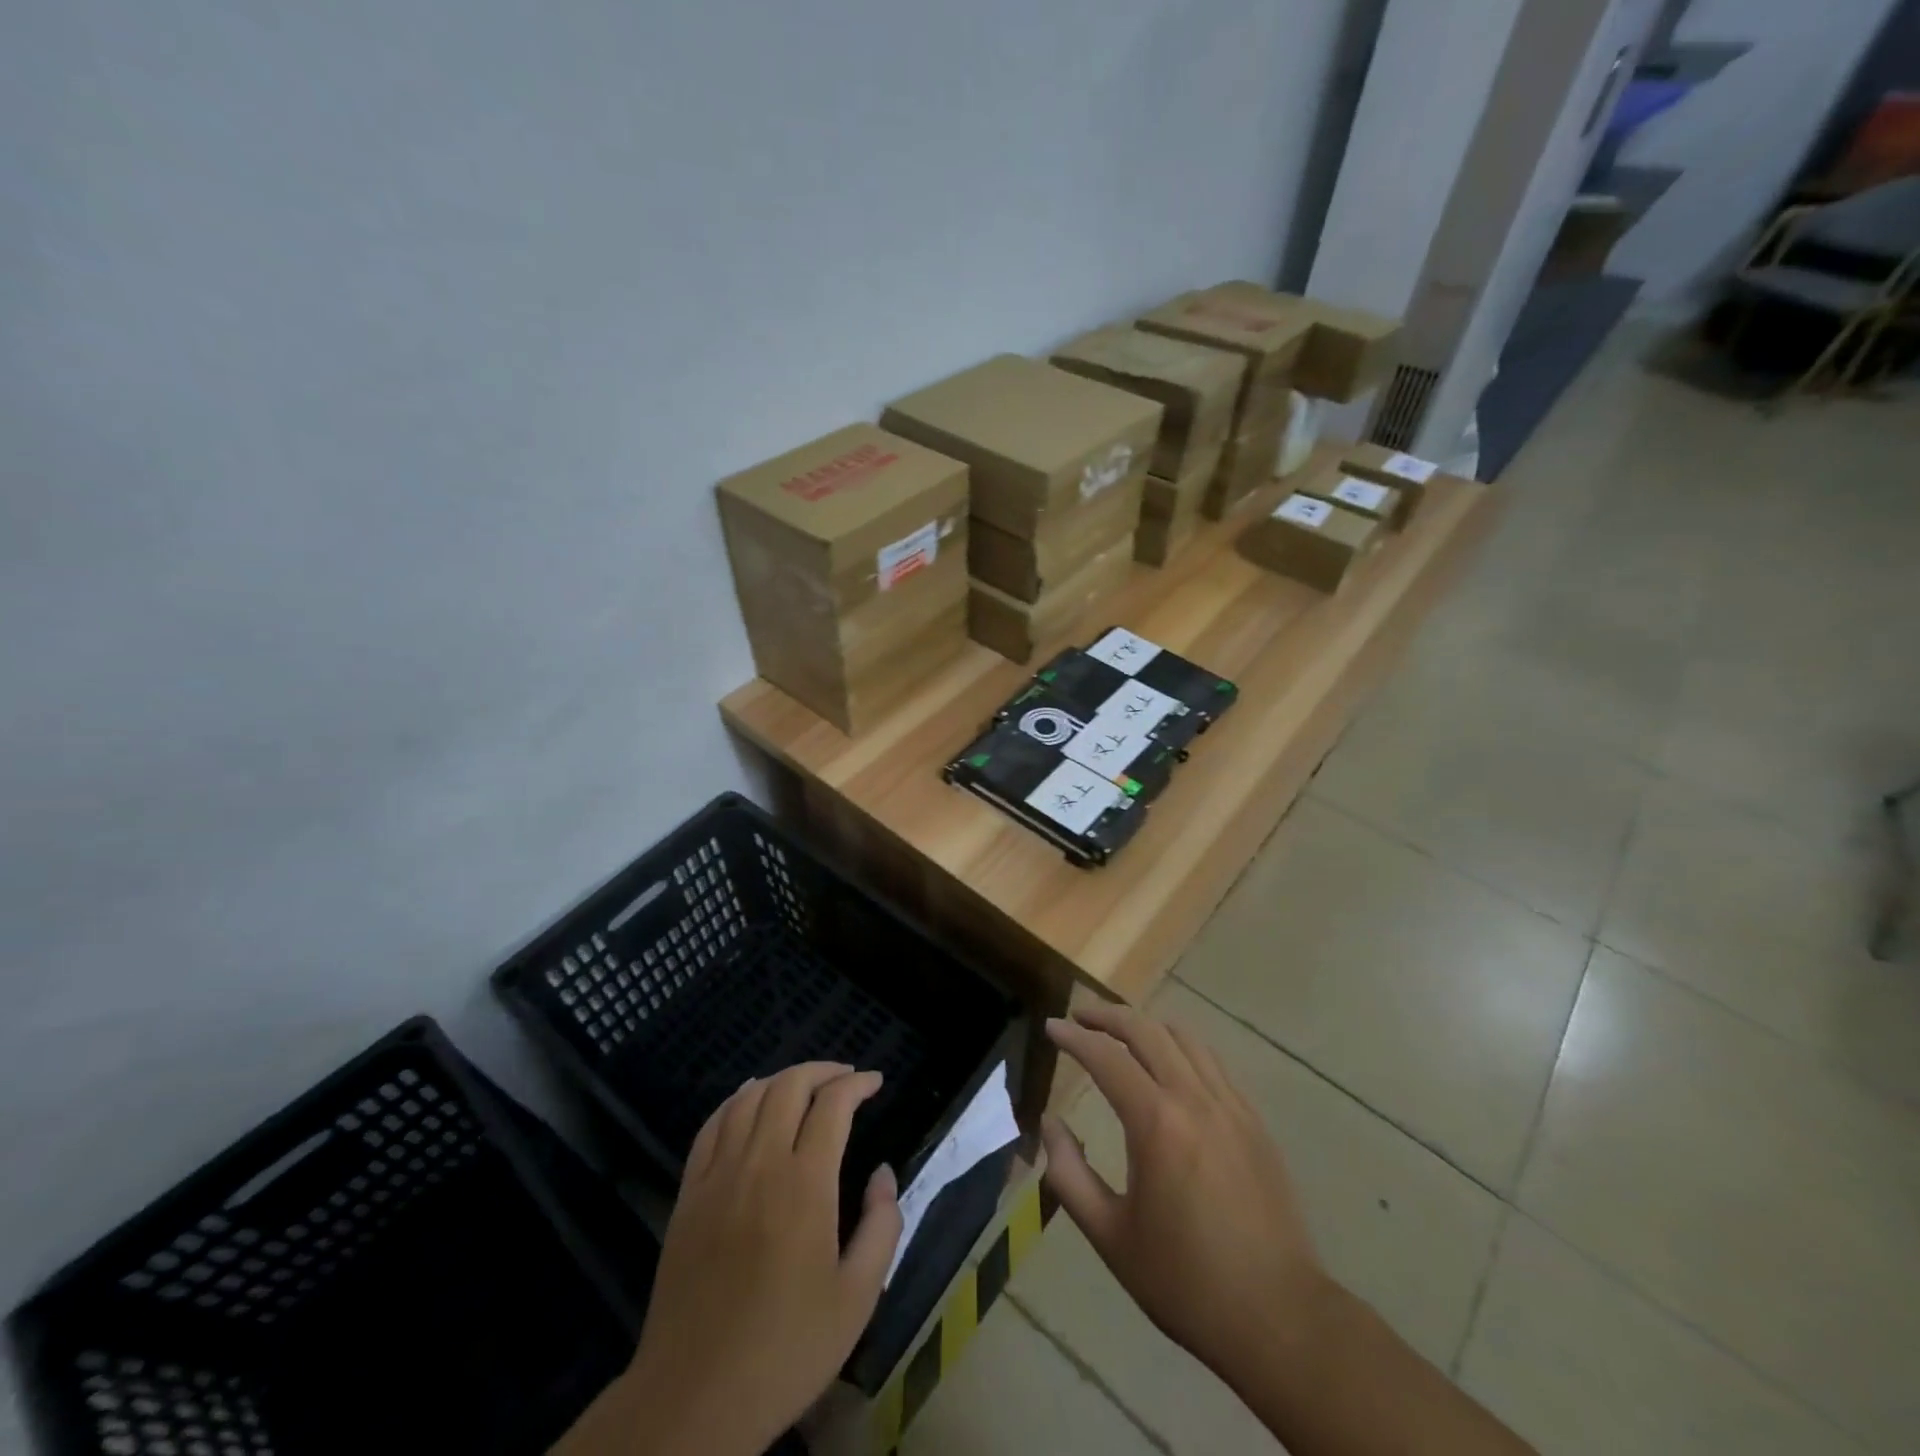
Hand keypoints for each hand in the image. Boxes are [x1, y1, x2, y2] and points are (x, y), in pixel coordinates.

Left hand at [574, 1063, 901, 1455]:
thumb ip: (882, 1226)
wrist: (693, 1399)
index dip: (857, 1084)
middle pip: (789, 1086)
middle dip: (822, 1071)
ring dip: (781, 1079)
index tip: (874, 1082)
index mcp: (805, 1185)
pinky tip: (748, 1100)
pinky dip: (735, 1101)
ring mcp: (717, 1176)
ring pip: (749, 1098)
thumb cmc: (785, 1351)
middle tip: (845, 1078)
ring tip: (804, 1085)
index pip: (833, 1105)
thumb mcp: (857, 1298)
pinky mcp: (688, 1195)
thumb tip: (883, 1173)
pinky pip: (711, 1126)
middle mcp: (760, 1164)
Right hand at [1041, 1004, 1326, 1392]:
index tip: (1051, 1027)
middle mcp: (1195, 1099)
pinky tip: (1170, 1066)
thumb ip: (1069, 1175)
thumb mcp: (1111, 1236)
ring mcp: (1232, 1106)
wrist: (1280, 1318)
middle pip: (1147, 1031)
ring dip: (1147, 1026)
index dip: (1074, 1036)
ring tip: (1121, 1034)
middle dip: (1108, 1016)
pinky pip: (1212, 1063)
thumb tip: (1050, 1124)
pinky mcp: (1255, 1121)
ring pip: (1184, 1038)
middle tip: (1079, 1016)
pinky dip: (1181, 1048)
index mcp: (1157, 1124)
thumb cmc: (1186, 1281)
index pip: (1106, 1057)